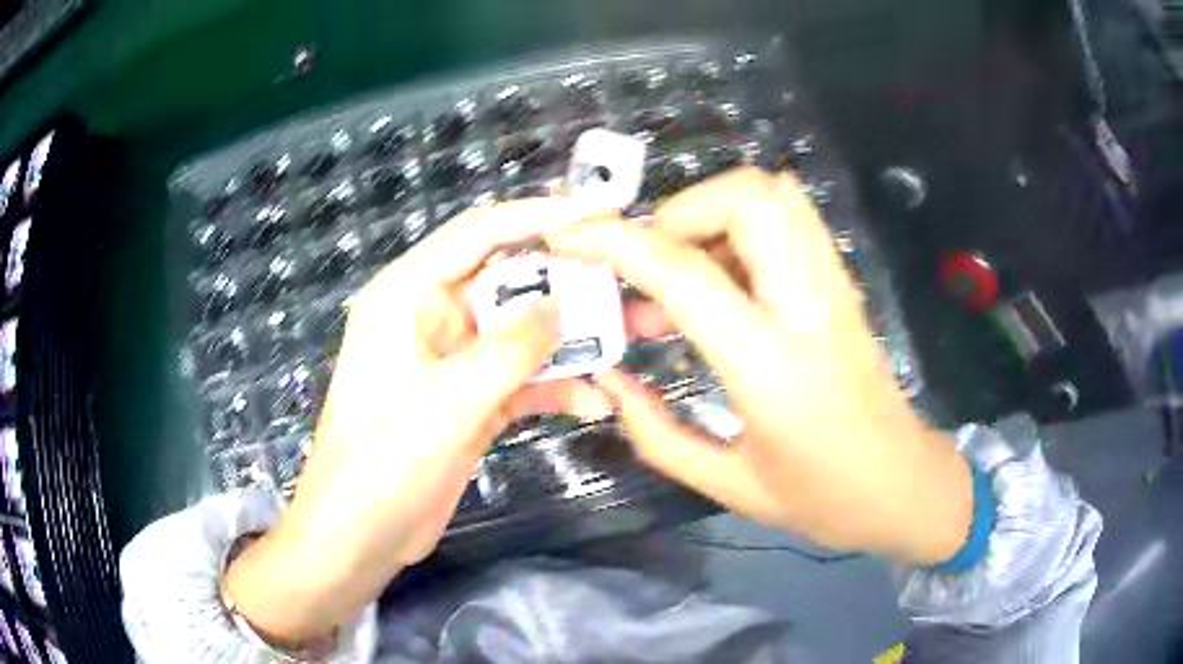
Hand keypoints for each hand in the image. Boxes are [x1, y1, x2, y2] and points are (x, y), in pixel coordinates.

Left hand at [225, 200, 609, 645]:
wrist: (360, 535)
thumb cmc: (383, 464)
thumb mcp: (448, 404)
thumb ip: (509, 350)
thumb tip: (561, 305)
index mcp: (408, 295)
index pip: (479, 233)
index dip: (539, 216)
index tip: (598, 212)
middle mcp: (431, 317)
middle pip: (508, 280)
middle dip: (568, 283)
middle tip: (629, 284)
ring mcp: (453, 361)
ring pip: (521, 331)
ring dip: (570, 338)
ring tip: (629, 338)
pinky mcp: (469, 399)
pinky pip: (520, 378)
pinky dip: (555, 385)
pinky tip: (595, 401)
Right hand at [547, 168, 972, 564]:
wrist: (903, 484)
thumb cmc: (822, 498)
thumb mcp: (729, 485)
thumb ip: (658, 434)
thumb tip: (610, 382)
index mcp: (771, 366)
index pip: (686, 272)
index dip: (617, 242)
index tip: (571, 235)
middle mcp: (808, 306)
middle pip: (745, 198)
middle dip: (677, 212)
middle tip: (649, 266)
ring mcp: (834, 287)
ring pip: (774, 194)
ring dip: (712, 211)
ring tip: (683, 269)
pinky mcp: (842, 284)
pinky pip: (793, 217)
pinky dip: (745, 221)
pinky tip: (724, 274)